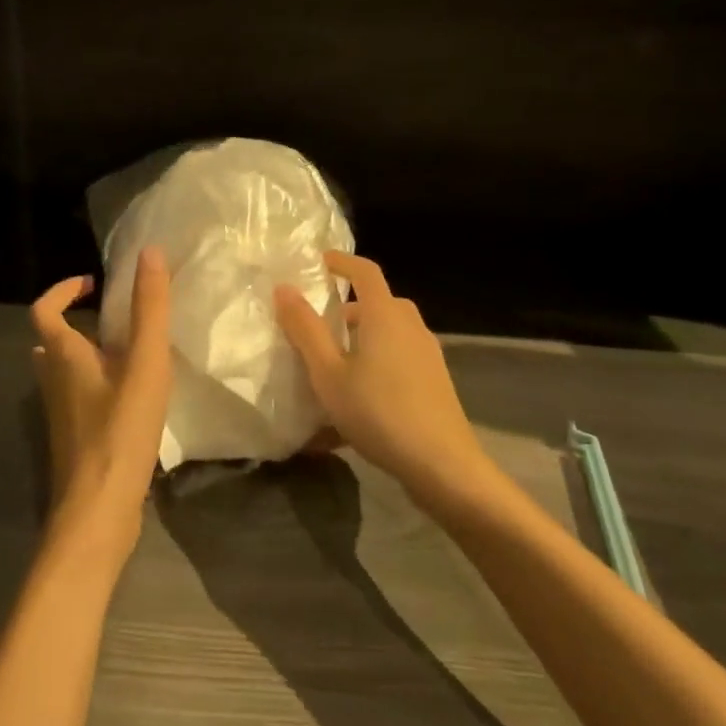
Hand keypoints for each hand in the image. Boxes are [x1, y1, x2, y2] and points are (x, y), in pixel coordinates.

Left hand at [31, 245, 172, 561]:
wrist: (98, 511)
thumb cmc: (119, 430)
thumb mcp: (143, 363)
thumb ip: (149, 308)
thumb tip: (149, 252)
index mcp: (62, 356)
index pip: (44, 309)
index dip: (63, 290)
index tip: (94, 283)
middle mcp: (52, 381)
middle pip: (51, 341)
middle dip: (77, 323)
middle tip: (115, 320)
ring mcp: (60, 414)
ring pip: (63, 372)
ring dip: (86, 355)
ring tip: (128, 354)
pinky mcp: (74, 439)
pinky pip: (78, 398)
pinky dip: (96, 386)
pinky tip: (131, 399)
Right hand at [275, 252, 491, 503]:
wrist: (442, 464)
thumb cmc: (378, 411)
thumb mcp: (328, 373)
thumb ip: (305, 329)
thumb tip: (284, 288)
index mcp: (384, 315)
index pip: (365, 271)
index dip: (341, 262)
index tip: (318, 262)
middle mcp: (410, 325)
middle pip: (379, 302)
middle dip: (349, 307)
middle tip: (319, 323)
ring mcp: (427, 353)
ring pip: (390, 331)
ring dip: (363, 336)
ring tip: (334, 362)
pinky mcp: (434, 380)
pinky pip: (399, 355)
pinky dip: (377, 359)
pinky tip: (358, 394)